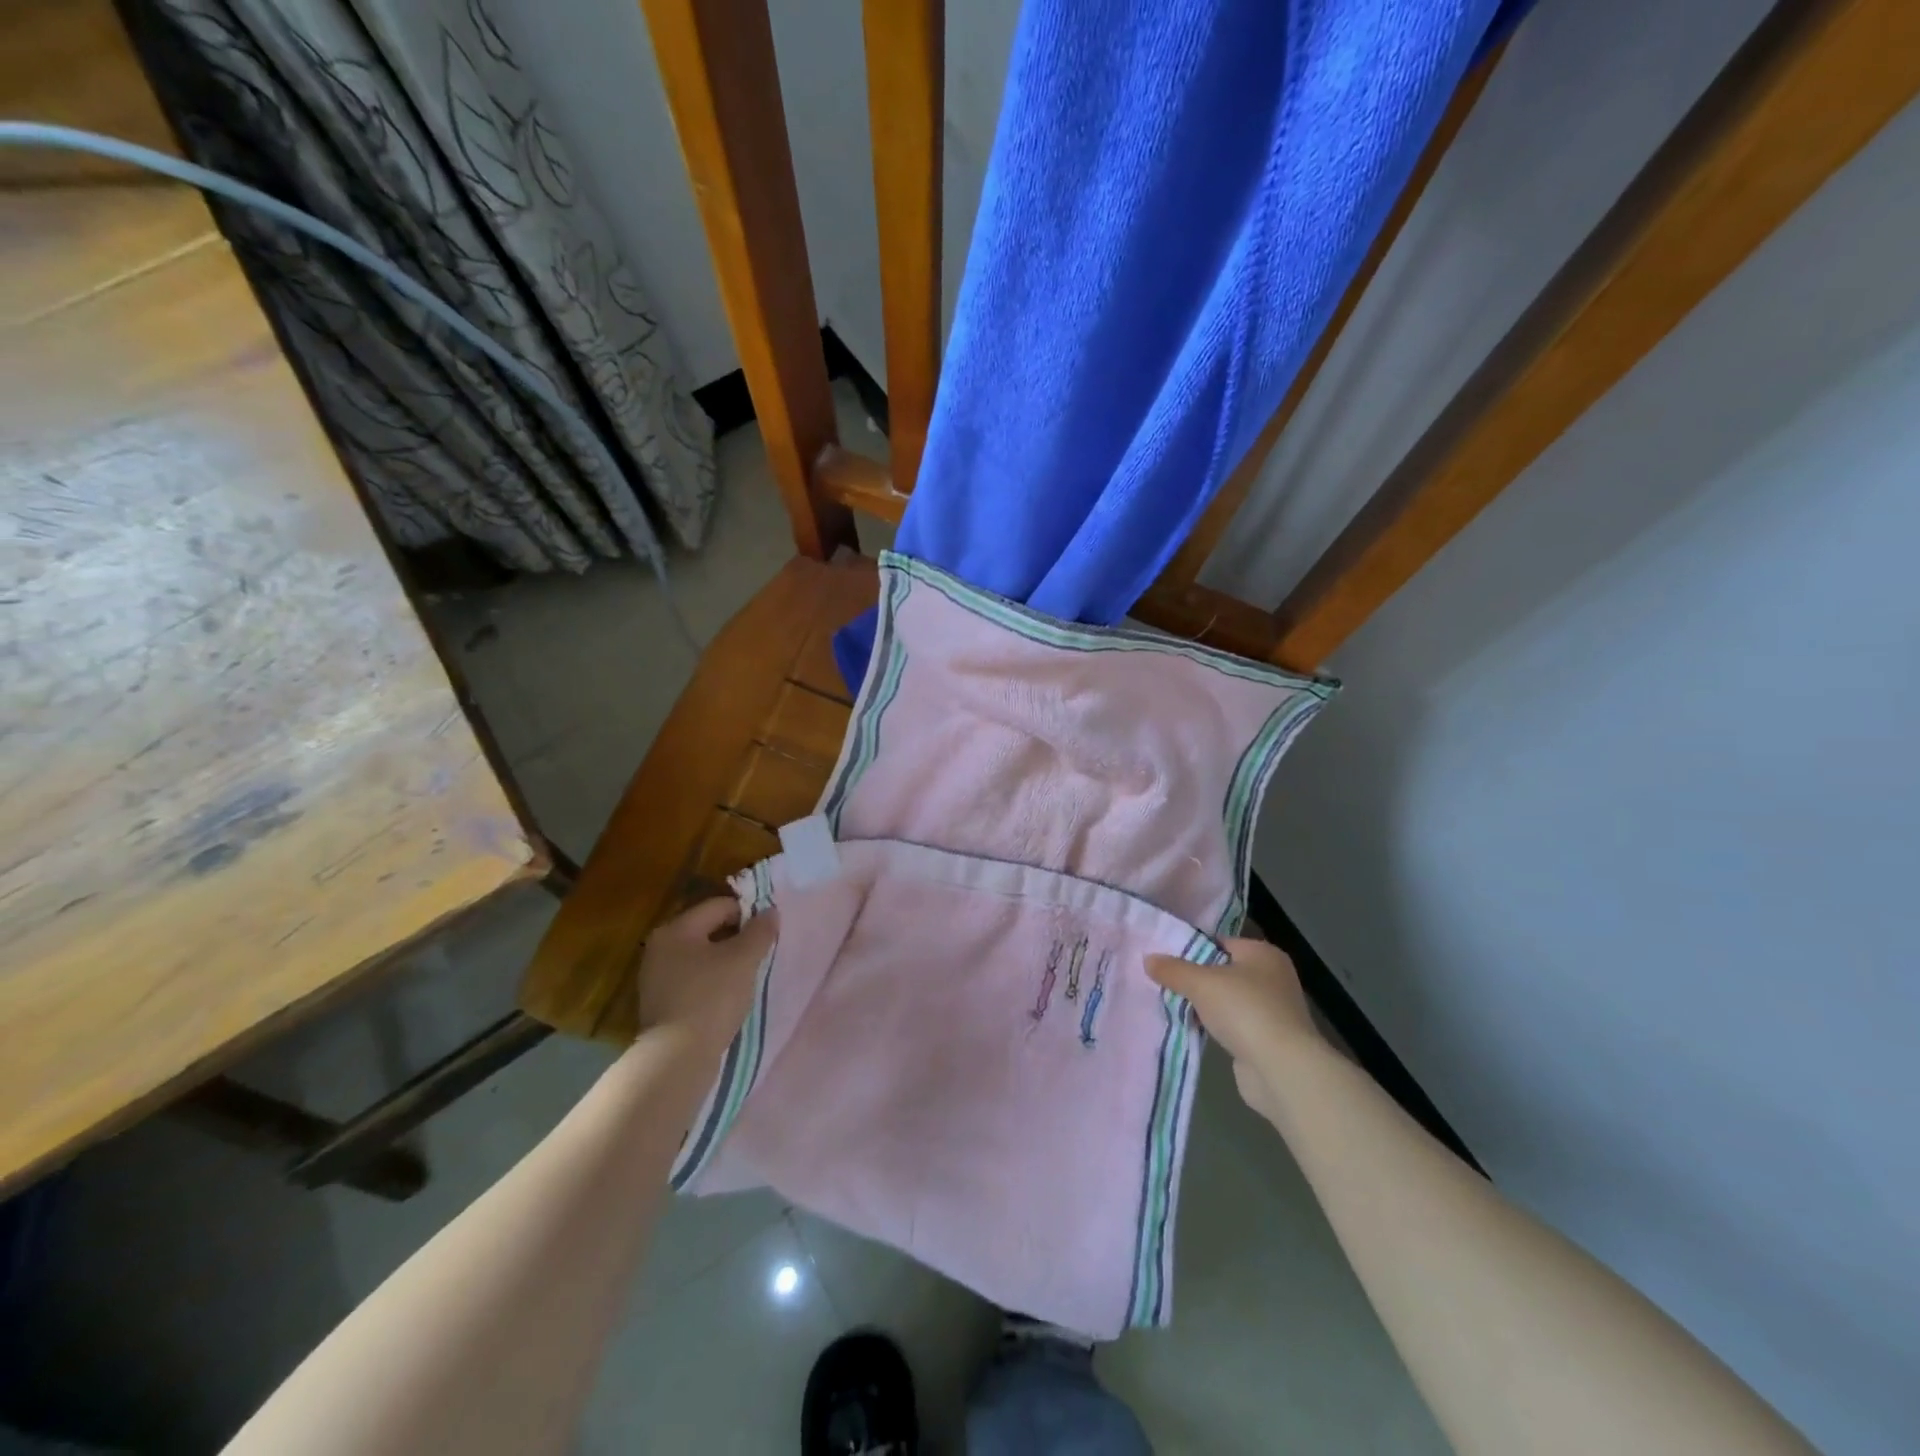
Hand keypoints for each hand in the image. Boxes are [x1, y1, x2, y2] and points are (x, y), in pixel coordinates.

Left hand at [635, 898, 776, 1055]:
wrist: (677, 1058)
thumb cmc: (711, 997)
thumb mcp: (744, 959)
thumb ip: (760, 931)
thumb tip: (770, 912)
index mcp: (676, 929)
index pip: (719, 906)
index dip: (749, 914)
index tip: (768, 933)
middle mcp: (660, 948)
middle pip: (708, 930)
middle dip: (737, 938)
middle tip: (761, 954)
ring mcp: (656, 978)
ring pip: (701, 957)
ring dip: (725, 961)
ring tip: (748, 976)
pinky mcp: (660, 1004)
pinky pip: (693, 980)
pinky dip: (712, 982)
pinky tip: (728, 997)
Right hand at [1147, 937, 1318, 1121]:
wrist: (1281, 1070)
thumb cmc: (1244, 1011)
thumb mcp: (1201, 983)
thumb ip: (1173, 969)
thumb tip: (1148, 959)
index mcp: (1263, 954)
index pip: (1220, 942)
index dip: (1191, 949)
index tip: (1164, 959)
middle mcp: (1273, 977)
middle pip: (1223, 970)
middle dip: (1195, 979)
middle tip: (1163, 982)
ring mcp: (1273, 1010)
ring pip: (1226, 999)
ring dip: (1204, 1005)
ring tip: (1171, 1004)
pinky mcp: (1268, 1039)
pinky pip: (1232, 1024)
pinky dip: (1215, 1026)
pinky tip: (1192, 1029)